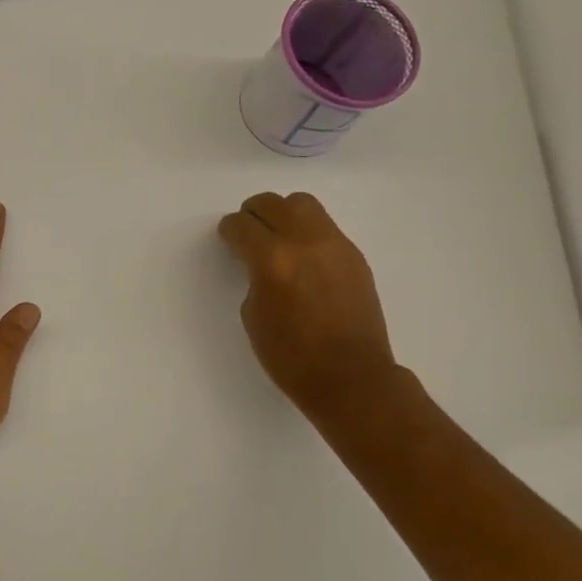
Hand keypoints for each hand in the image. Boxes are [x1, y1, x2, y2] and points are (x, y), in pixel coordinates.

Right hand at [217, 191, 398, 426]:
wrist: (351, 377)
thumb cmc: (291, 356)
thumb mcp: (253, 316)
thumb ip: (254, 277)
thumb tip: (262, 263)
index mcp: (272, 260)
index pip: (241, 225)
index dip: (229, 232)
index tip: (228, 241)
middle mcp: (304, 242)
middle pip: (271, 204)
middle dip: (253, 215)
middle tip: (248, 235)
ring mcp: (334, 245)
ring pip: (302, 204)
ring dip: (283, 214)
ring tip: (278, 238)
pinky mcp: (353, 255)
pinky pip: (324, 227)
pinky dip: (307, 232)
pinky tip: (304, 259)